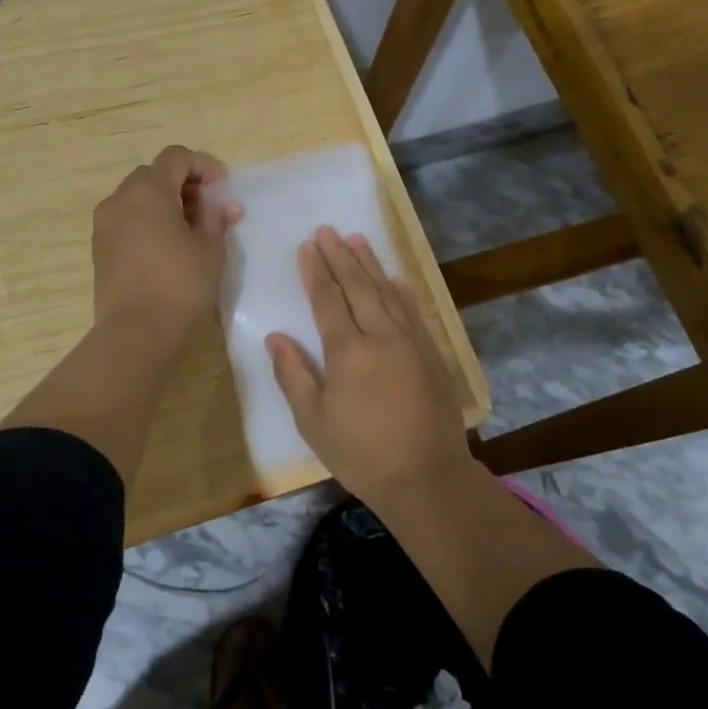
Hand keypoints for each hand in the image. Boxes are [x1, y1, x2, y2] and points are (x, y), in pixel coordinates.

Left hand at [91, 146, 240, 338]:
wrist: (136, 333)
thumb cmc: (180, 285)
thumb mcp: (210, 249)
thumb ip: (215, 219)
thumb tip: (224, 205)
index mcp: (148, 191)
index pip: (175, 157)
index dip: (202, 165)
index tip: (221, 187)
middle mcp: (120, 199)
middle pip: (153, 175)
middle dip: (182, 184)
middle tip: (206, 208)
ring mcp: (104, 224)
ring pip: (137, 198)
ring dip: (164, 203)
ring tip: (189, 230)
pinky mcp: (99, 248)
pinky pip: (126, 220)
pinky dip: (147, 221)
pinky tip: (167, 247)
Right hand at [266, 227, 469, 507]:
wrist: (427, 477)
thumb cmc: (362, 454)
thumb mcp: (314, 422)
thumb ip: (294, 375)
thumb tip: (275, 337)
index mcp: (347, 352)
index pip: (327, 301)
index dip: (315, 272)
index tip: (307, 247)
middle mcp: (380, 336)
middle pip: (357, 287)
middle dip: (340, 256)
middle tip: (327, 230)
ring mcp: (410, 342)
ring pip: (387, 292)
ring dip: (370, 264)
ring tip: (356, 239)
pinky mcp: (432, 353)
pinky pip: (414, 311)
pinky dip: (402, 291)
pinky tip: (395, 278)